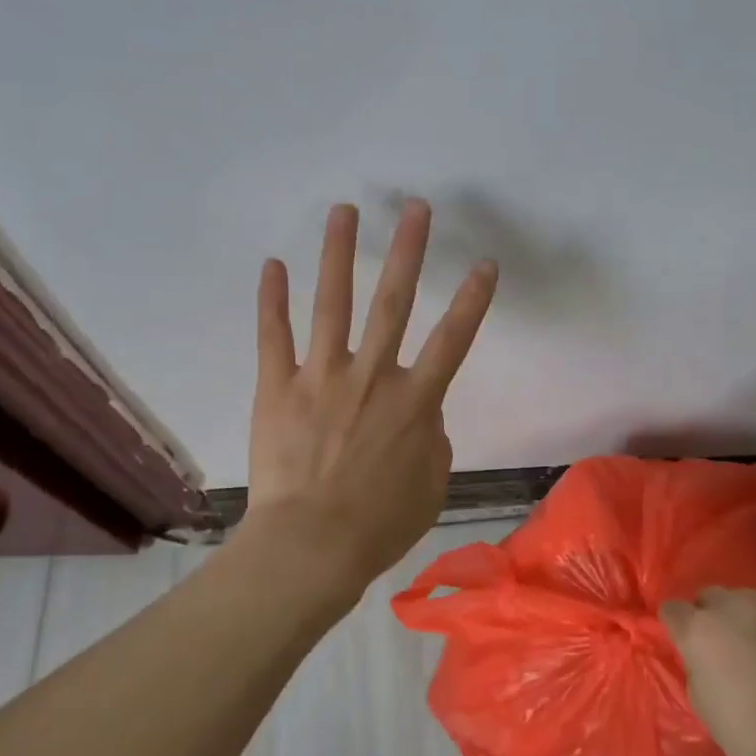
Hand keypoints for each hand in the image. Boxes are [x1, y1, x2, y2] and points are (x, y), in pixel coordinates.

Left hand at [247, 198, 497, 593]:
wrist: (312, 546)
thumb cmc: (378, 525)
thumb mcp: (430, 486)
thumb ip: (431, 440)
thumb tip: (422, 415)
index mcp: (414, 403)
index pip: (452, 341)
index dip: (472, 301)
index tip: (484, 263)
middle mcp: (371, 377)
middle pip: (393, 304)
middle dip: (407, 252)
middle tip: (414, 208)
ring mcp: (321, 378)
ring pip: (333, 304)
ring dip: (339, 254)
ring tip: (344, 211)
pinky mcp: (278, 388)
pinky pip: (274, 337)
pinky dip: (272, 300)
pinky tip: (272, 265)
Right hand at [660, 589, 755, 755]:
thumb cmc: (744, 730)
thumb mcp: (699, 699)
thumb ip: (696, 666)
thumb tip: (703, 658)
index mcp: (697, 628)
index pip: (672, 608)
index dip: (677, 625)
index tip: (684, 642)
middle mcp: (731, 606)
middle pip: (710, 595)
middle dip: (711, 615)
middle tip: (721, 645)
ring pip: (749, 599)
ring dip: (747, 617)